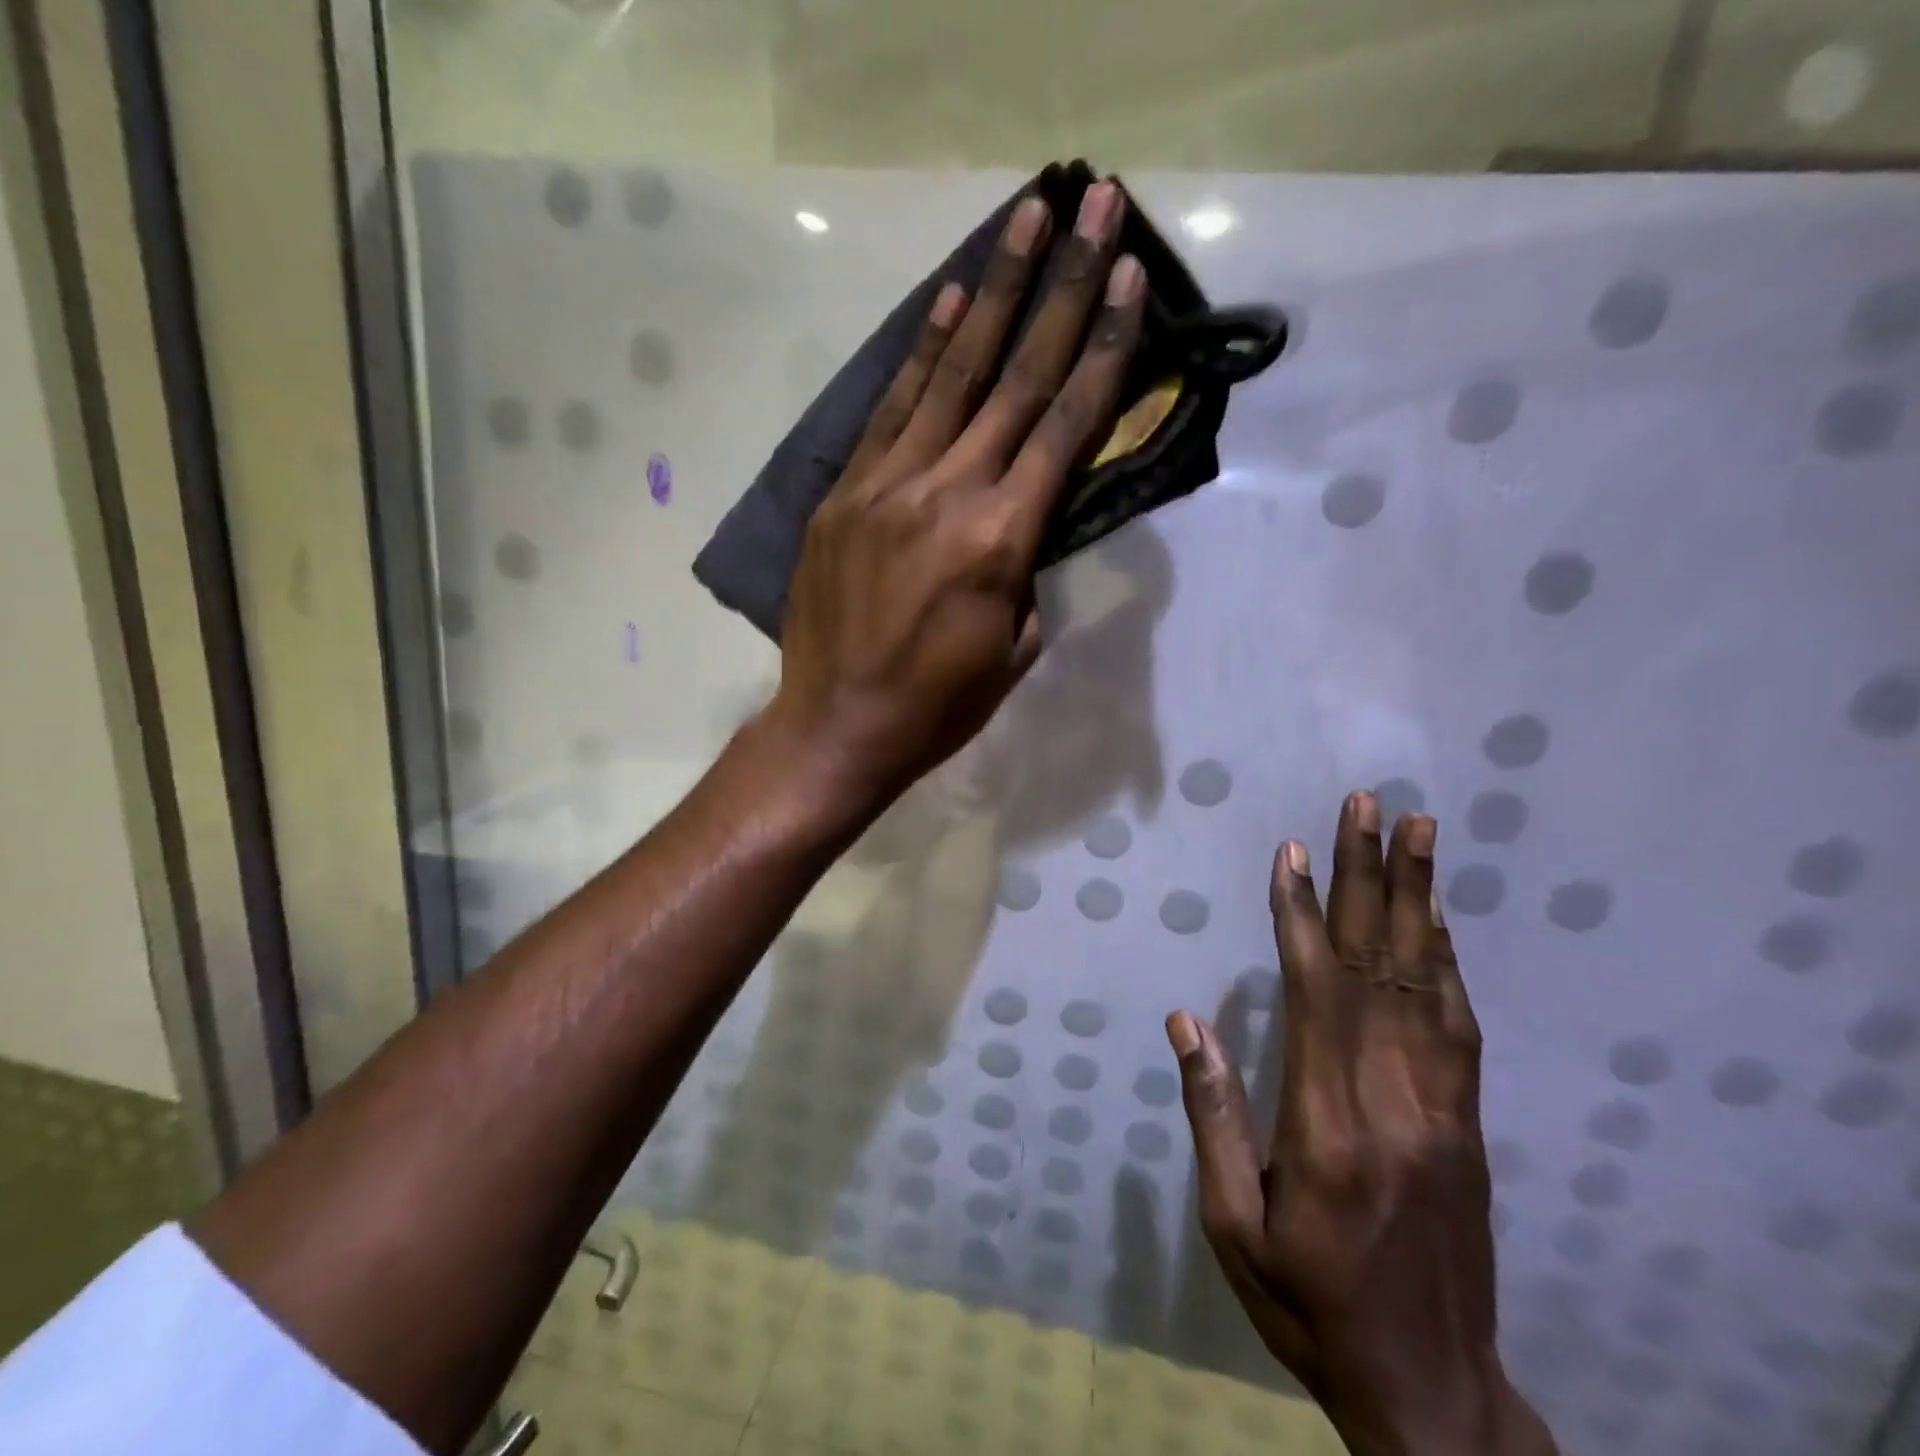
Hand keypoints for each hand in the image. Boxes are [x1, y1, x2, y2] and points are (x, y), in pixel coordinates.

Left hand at [764, 181, 1145, 814]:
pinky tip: (949, 303)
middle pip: (1016, 379)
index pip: (1065, 427)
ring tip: (1026, 222)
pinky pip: (890, 411)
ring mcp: (886, 485)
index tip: (1131, 279)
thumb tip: (1028, 518)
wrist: (837, 726)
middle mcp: (946, 493)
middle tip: (1094, 203)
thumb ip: (1028, 571)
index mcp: (1000, 540)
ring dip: (993, 293)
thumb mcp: (1014, 649)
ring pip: (950, 375)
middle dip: (1063, 288)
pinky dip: (922, 354)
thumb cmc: (939, 706)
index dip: (1104, 350)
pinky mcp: (844, 493)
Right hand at [1165, 794, 1556, 1455]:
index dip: (1301, 913)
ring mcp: (1443, 1109)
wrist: (1434, 1391)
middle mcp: (1394, 1100)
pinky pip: (1457, 1023)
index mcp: (1329, 1124)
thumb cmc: (1309, 1302)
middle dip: (1370, 876)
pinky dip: (1444, 958)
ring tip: (1418, 832)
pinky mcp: (1468, 1123)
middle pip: (1379, 965)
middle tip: (1372, 806)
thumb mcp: (1233, 1225)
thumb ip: (1214, 1115)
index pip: (1316, 991)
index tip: (1294, 850)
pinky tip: (1435, 920)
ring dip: (1417, 899)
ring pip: (1428, 981)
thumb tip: (1188, 1020)